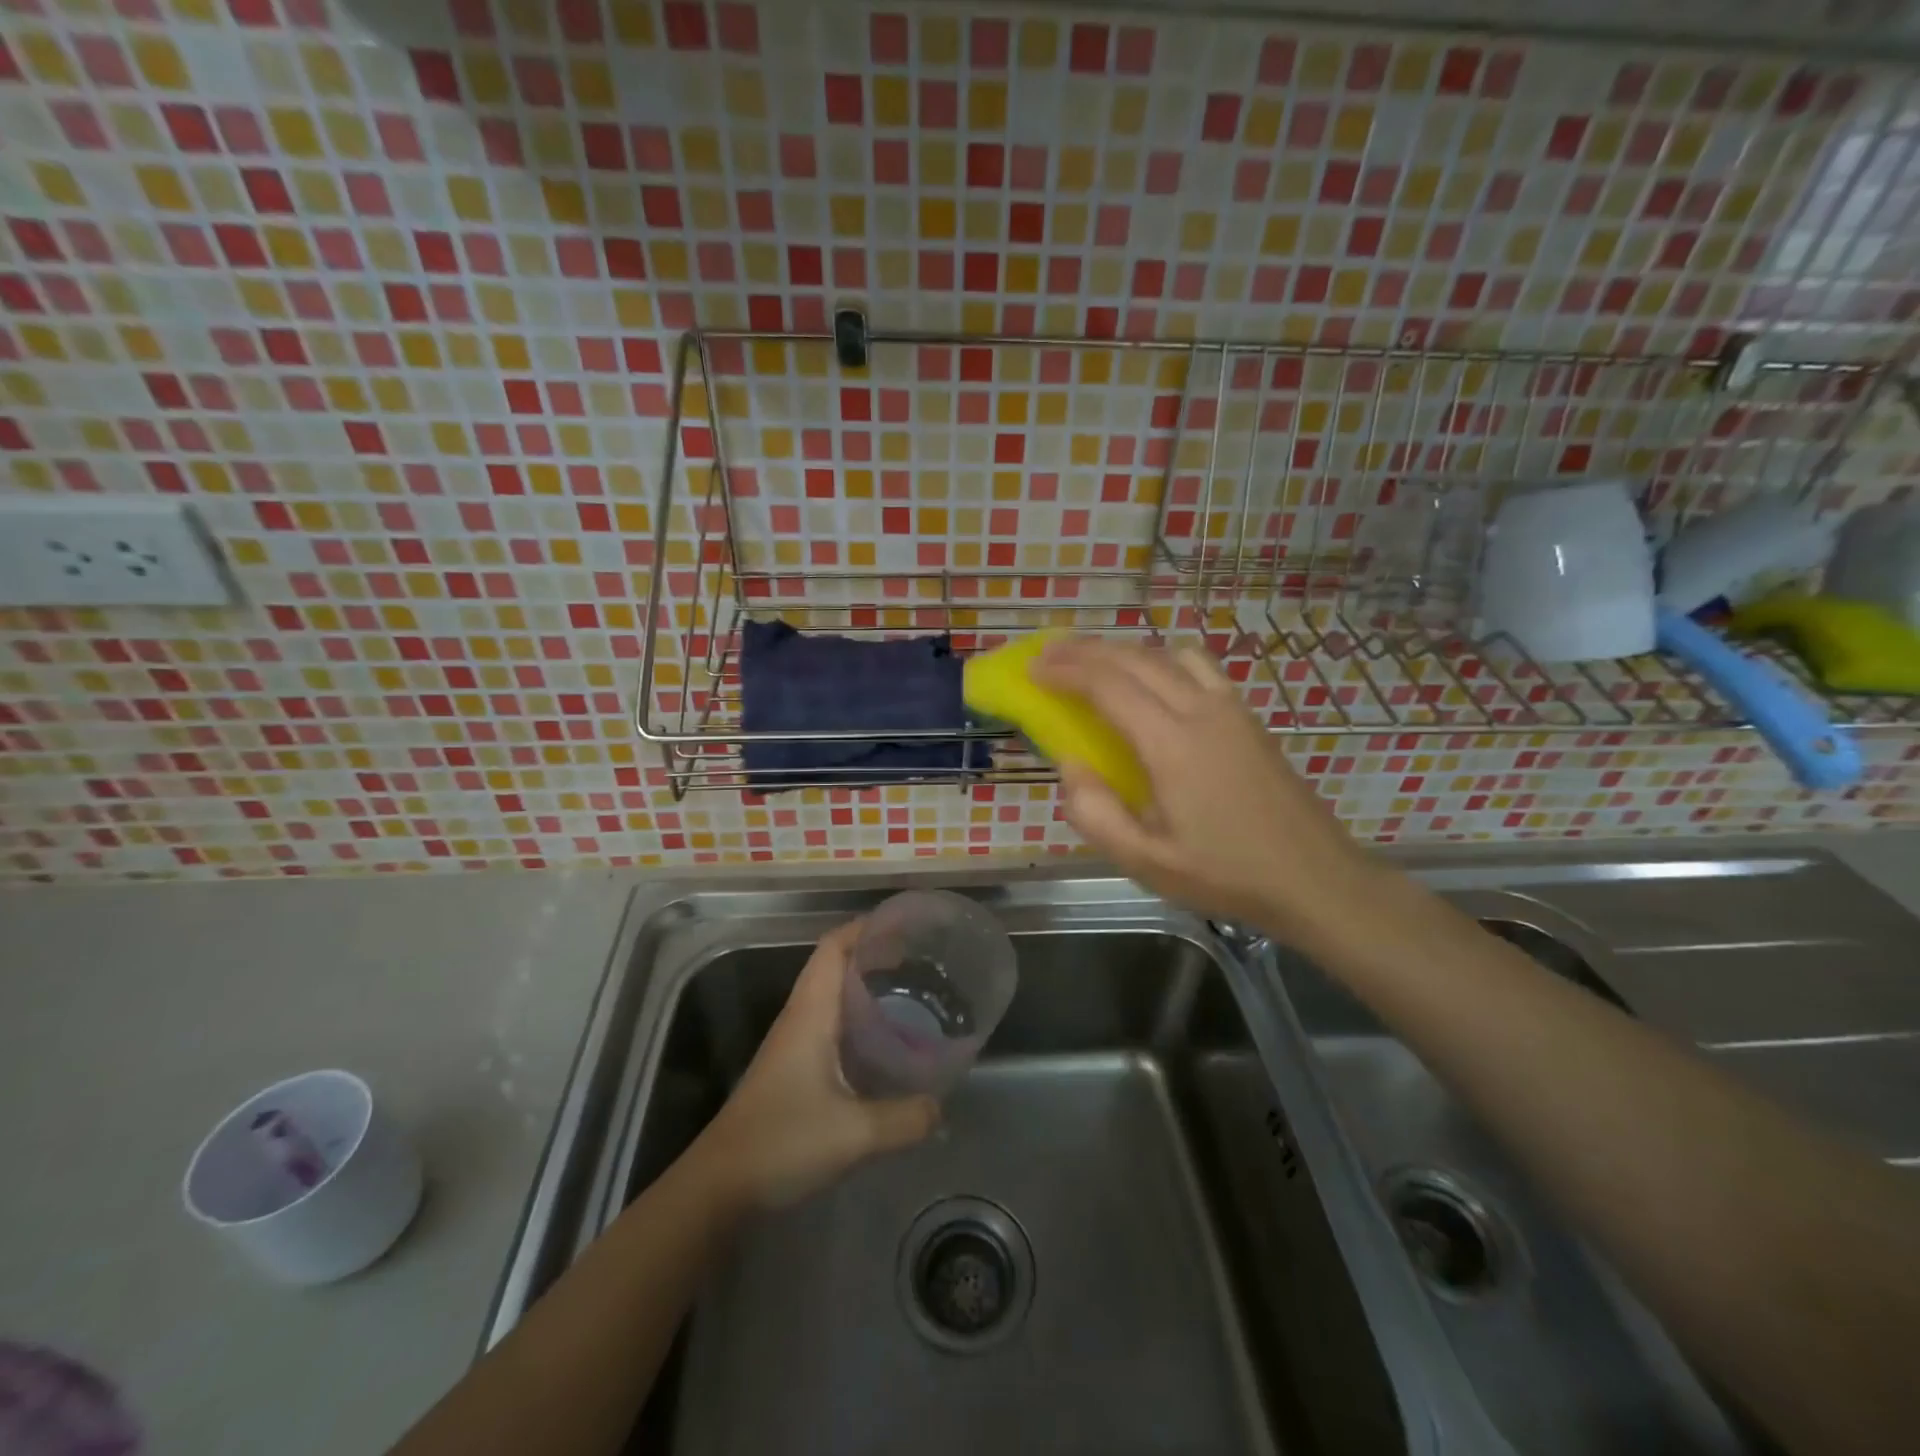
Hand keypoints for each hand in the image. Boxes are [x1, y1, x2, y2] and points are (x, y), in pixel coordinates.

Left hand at [695, 920, 938, 1210]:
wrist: (719, 1189)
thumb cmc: (781, 1143)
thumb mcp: (854, 1133)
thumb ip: (905, 1119)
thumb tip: (940, 1108)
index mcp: (810, 1013)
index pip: (833, 947)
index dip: (866, 928)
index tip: (906, 926)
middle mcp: (801, 1018)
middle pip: (836, 965)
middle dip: (876, 955)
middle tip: (922, 961)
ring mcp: (794, 1044)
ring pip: (834, 996)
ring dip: (868, 987)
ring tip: (913, 993)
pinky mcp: (794, 1070)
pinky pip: (832, 1026)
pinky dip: (860, 1020)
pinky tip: (886, 1043)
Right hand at [1037, 636, 1379, 940]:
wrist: (1315, 879)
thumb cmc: (1226, 875)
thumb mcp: (1147, 862)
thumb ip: (1096, 813)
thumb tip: (1069, 765)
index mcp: (1173, 744)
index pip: (1109, 686)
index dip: (1066, 672)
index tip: (1033, 671)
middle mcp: (1203, 710)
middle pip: (1136, 658)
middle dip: (1086, 651)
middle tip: (1048, 656)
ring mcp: (1232, 709)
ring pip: (1170, 654)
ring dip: (1126, 651)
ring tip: (1096, 667)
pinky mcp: (1250, 718)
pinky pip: (1199, 667)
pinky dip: (1162, 661)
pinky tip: (1153, 685)